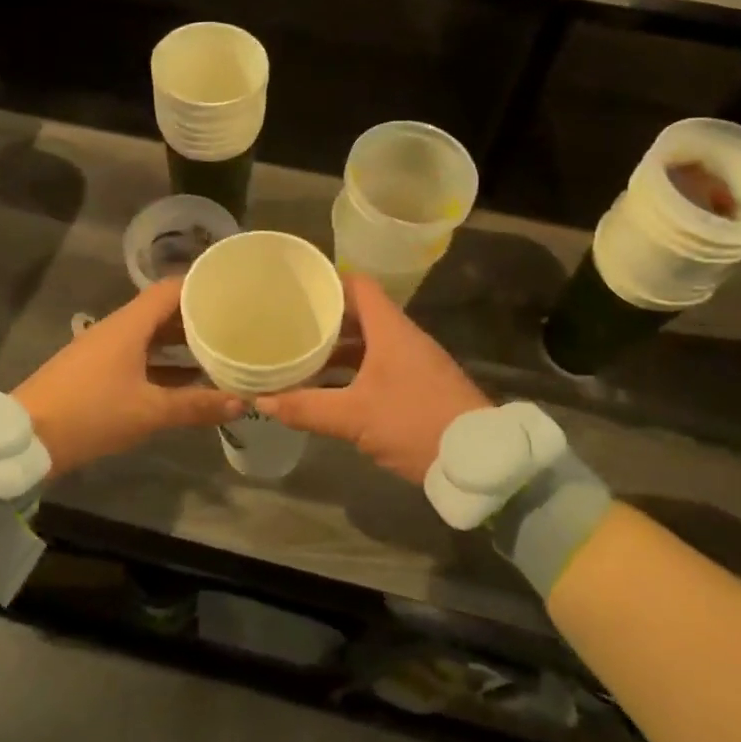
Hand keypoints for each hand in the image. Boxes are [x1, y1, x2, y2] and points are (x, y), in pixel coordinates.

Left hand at [14, 278, 241, 477]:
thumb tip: (241, 402)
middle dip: (197, 316)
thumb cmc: (91, 413)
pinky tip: (186, 380)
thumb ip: (195, 405)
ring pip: (150, 335)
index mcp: (130, 325)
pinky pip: (138, 355)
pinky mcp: (96, 371)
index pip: (171, 289)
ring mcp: (104, 349)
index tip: (232, 289)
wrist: (26, 438)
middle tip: (234, 322)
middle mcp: (118, 328)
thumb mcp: (148, 411)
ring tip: (218, 349)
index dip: (201, 285)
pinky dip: (163, 362)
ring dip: (180, 341)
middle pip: (162, 311)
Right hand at [254, 274, 488, 482]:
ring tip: (301, 358)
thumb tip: (262, 401)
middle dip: (325, 320)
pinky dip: (354, 371)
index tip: (298, 289)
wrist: (478, 460)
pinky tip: (331, 390)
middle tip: (289, 325)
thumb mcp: (355, 417)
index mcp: (390, 329)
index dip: (328, 281)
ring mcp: (414, 362)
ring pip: (368, 343)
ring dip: (338, 350)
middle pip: (360, 314)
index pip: (358, 285)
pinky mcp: (420, 385)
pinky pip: (379, 365)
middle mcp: (403, 337)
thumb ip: (307, 408)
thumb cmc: (414, 422)